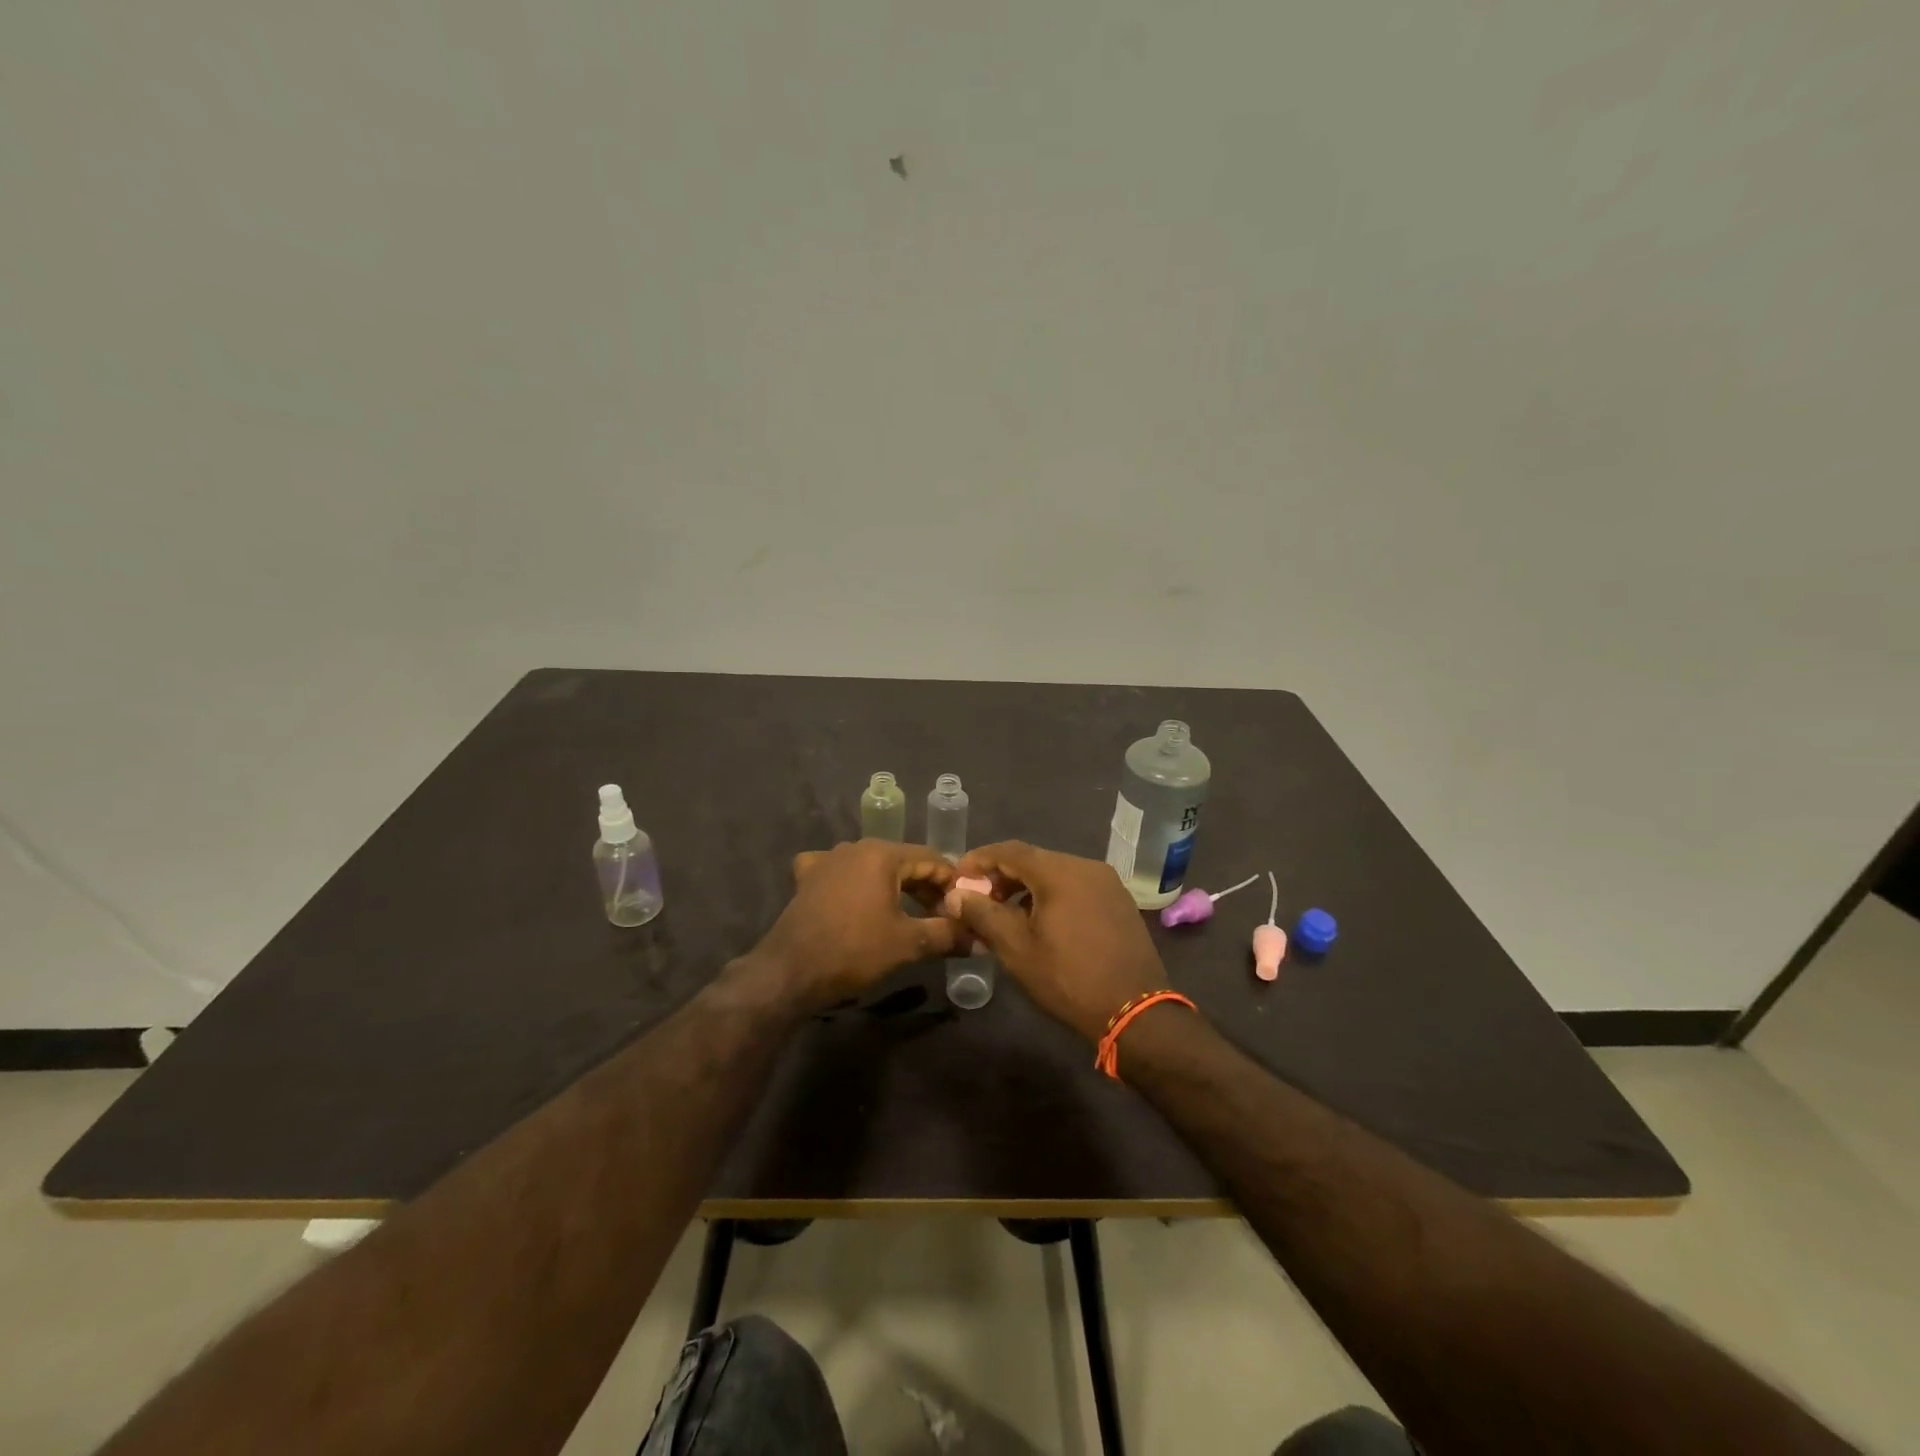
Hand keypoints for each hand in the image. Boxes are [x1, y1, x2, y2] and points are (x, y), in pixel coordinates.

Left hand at [751, 840, 961, 1008]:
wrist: (790, 971)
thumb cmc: (854, 950)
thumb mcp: (908, 943)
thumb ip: (947, 935)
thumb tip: (980, 938)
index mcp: (882, 853)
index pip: (931, 859)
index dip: (952, 883)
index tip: (965, 907)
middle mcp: (855, 847)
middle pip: (902, 861)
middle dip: (925, 887)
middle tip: (943, 916)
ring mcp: (827, 860)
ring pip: (872, 867)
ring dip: (894, 887)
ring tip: (909, 913)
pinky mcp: (807, 878)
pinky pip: (839, 873)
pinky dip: (854, 884)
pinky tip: (855, 899)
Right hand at [949, 841, 1170, 1042]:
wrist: (1134, 1010)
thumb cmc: (1068, 978)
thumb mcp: (1017, 948)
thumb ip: (983, 914)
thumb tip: (956, 895)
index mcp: (1060, 871)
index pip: (1009, 850)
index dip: (979, 860)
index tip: (957, 878)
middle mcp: (1086, 866)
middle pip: (1034, 859)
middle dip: (1001, 876)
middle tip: (978, 900)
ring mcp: (1107, 883)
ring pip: (1055, 873)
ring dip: (1026, 888)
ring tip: (1004, 915)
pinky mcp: (1119, 901)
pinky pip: (1076, 887)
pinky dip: (1051, 896)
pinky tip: (1040, 922)